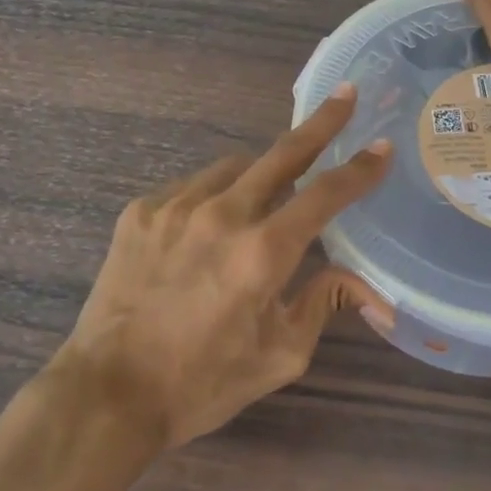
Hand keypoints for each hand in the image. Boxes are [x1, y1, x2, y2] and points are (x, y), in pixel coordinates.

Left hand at [56, 85, 394, 448]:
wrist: (108, 394)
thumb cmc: (202, 382)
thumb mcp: (279, 355)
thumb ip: (324, 304)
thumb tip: (368, 288)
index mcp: (262, 253)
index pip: (325, 195)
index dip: (360, 169)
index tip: (382, 146)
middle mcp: (222, 215)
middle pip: (283, 153)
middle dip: (321, 123)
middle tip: (345, 96)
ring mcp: (176, 206)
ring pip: (235, 168)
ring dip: (260, 174)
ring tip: (264, 200)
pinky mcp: (142, 210)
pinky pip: (193, 186)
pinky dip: (213, 196)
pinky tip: (208, 227)